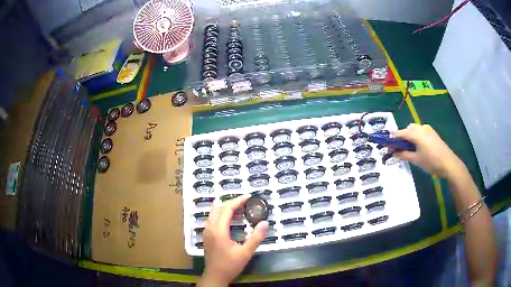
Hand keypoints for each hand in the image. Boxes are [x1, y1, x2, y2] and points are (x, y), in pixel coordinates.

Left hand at [198, 194, 268, 285]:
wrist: (215, 276)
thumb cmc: (230, 265)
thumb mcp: (246, 252)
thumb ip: (256, 237)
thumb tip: (265, 223)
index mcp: (218, 230)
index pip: (226, 209)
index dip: (238, 201)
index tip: (249, 196)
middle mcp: (210, 227)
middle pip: (218, 208)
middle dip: (232, 203)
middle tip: (246, 203)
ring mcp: (207, 231)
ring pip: (214, 213)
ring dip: (226, 208)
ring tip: (241, 211)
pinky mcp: (207, 235)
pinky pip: (213, 219)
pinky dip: (222, 215)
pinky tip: (232, 221)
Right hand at [393, 123, 465, 178]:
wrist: (448, 163)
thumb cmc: (431, 161)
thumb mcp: (416, 159)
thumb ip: (404, 155)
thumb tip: (394, 153)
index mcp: (415, 133)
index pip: (399, 133)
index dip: (392, 140)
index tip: (387, 147)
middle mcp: (420, 127)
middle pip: (407, 130)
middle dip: (401, 138)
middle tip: (398, 150)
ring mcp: (427, 129)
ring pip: (414, 130)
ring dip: (408, 138)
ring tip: (408, 150)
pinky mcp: (432, 133)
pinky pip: (420, 132)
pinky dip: (416, 138)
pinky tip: (417, 148)